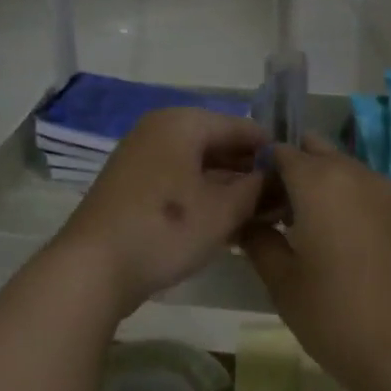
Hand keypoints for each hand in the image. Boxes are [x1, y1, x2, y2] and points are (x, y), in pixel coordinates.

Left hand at [55, 107, 268, 313]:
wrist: (93, 268)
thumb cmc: (165, 229)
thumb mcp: (224, 210)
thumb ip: (256, 188)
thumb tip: (274, 177)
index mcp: (182, 122)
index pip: (242, 127)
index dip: (272, 152)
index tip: (297, 178)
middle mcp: (159, 131)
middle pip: (218, 144)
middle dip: (249, 172)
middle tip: (280, 202)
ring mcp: (141, 159)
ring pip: (198, 167)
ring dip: (228, 188)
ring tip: (259, 216)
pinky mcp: (131, 187)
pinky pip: (178, 182)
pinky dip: (202, 198)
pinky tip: (225, 224)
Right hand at [240, 136, 390, 390]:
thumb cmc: (335, 315)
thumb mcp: (282, 281)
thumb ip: (258, 241)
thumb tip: (244, 221)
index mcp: (320, 180)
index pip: (279, 152)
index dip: (258, 169)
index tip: (243, 200)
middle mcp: (354, 174)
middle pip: (314, 152)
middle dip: (289, 170)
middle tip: (269, 210)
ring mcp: (384, 193)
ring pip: (341, 169)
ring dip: (316, 184)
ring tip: (295, 227)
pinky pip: (361, 190)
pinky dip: (341, 198)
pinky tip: (329, 238)